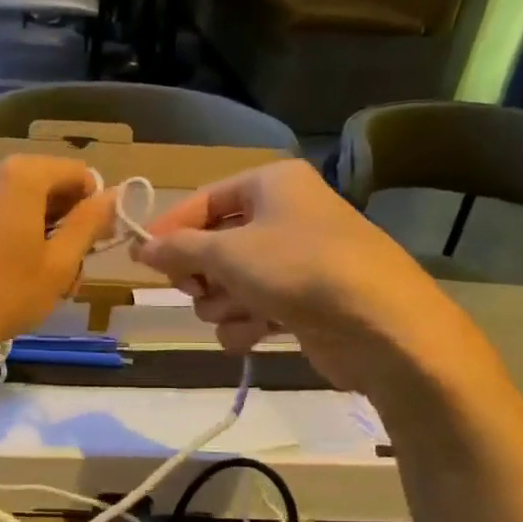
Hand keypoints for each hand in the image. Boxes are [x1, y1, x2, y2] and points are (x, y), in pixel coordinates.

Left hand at [0, 155, 115, 385]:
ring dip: (42, 234)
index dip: (94, 206)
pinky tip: (13, 275)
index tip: (96, 244)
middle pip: (48, 185)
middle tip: (71, 271)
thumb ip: (88, 224)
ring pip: (22, 203)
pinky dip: (14, 235)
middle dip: (66, 223)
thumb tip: (112, 196)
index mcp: (22, 174)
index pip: (78, 173)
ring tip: (44, 281)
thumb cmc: (3, 293)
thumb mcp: (58, 263)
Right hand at [130, 160, 496, 400]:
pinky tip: (253, 336)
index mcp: (271, 185)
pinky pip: (254, 308)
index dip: (171, 229)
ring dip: (222, 304)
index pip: (204, 200)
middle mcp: (284, 215)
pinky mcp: (304, 301)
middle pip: (214, 244)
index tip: (142, 259)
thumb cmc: (299, 269)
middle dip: (202, 274)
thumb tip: (140, 247)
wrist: (382, 326)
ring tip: (238, 313)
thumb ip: (178, 249)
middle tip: (195, 287)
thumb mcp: (227, 253)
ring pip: (230, 282)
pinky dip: (246, 324)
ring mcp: (296, 260)